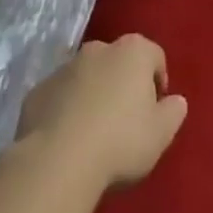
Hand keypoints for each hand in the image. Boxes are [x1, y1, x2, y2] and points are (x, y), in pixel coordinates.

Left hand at [14, 35, 187, 190]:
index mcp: (133, 51)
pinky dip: (64, 111)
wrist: (56, 163)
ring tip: (93, 134)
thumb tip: (175, 101)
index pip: (155, 57)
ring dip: (92, 96)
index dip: (158, 82)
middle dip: (122, 84)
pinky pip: (58, 98)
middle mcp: (98, 49)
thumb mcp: (161, 133)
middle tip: (125, 122)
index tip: (155, 112)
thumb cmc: (119, 142)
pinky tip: (66, 141)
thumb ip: (174, 111)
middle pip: (118, 63)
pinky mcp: (36, 92)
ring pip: (86, 78)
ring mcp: (63, 68)